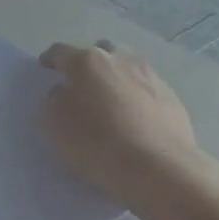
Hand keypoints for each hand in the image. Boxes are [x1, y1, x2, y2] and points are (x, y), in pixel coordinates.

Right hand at [39, 41, 204, 201]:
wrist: (157, 167)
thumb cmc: (96, 143)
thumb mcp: (54, 124)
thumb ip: (54, 100)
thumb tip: (64, 92)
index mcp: (87, 62)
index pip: (61, 52)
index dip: (50, 59)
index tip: (45, 68)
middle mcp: (120, 60)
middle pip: (100, 52)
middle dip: (89, 65)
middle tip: (82, 85)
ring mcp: (151, 76)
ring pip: (127, 68)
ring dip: (116, 79)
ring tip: (111, 103)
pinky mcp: (172, 97)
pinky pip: (147, 91)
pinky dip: (137, 99)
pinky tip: (135, 121)